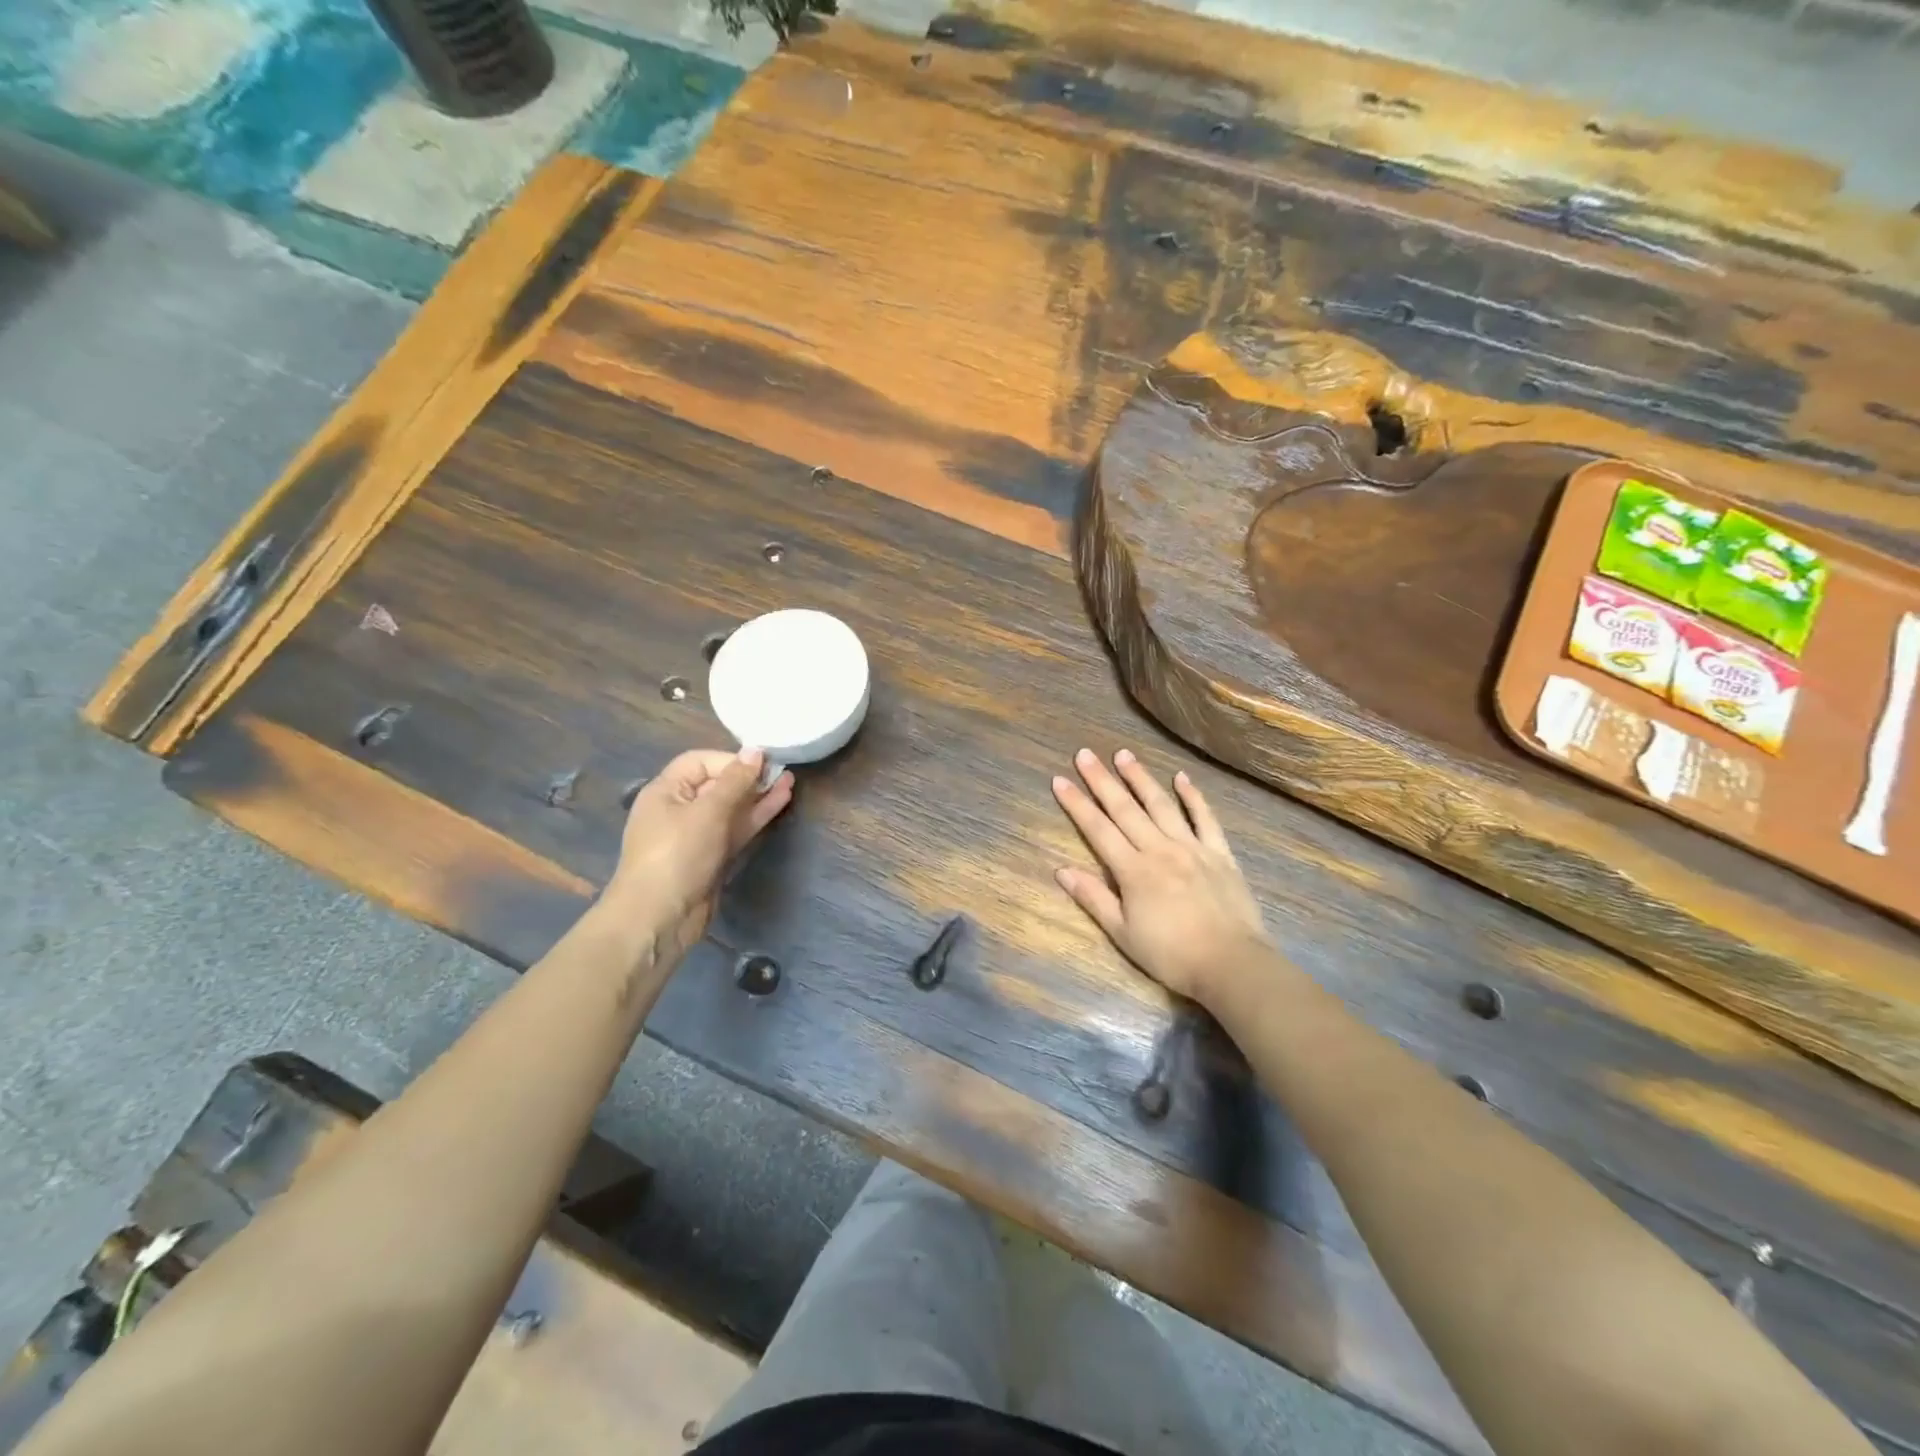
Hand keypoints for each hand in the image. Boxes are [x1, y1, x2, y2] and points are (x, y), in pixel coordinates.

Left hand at [605, 748, 793, 965]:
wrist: (660, 917)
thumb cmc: (678, 855)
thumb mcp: (708, 812)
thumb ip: (735, 780)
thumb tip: (755, 751)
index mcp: (666, 791)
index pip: (700, 762)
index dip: (730, 759)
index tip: (761, 763)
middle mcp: (680, 809)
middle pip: (717, 784)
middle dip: (749, 776)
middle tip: (783, 770)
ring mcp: (697, 835)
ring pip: (732, 808)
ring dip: (758, 795)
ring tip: (790, 782)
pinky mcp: (712, 856)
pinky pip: (736, 829)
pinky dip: (756, 816)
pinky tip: (780, 802)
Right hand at [1051, 748, 1268, 1004]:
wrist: (1231, 964)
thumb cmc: (1171, 955)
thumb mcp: (1123, 934)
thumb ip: (1094, 898)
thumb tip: (1062, 870)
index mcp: (1133, 870)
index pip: (1097, 829)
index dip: (1077, 804)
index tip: (1060, 779)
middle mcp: (1159, 849)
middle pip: (1125, 809)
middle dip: (1102, 780)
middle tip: (1085, 754)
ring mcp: (1192, 847)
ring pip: (1161, 805)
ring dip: (1141, 778)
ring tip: (1124, 754)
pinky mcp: (1220, 853)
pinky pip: (1205, 818)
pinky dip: (1193, 796)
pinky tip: (1181, 777)